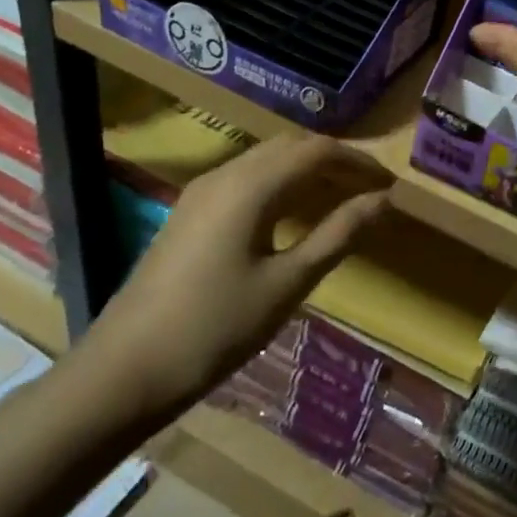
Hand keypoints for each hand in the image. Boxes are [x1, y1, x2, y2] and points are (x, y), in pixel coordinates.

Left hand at [76, 135, 389, 423]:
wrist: (126, 368)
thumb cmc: (217, 328)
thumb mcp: (288, 283)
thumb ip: (338, 235)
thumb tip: (383, 201)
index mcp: (250, 186)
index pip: (317, 151)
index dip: (359, 161)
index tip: (390, 183)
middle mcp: (224, 175)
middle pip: (290, 147)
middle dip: (334, 161)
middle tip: (371, 189)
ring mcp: (201, 192)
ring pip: (266, 161)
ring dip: (307, 171)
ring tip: (341, 199)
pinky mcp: (190, 213)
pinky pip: (246, 180)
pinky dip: (280, 185)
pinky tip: (294, 214)